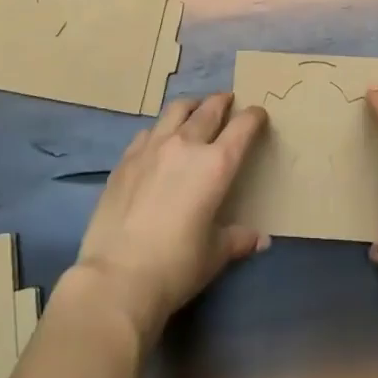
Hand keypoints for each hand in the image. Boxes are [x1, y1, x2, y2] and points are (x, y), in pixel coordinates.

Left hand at [69, 93, 267, 346]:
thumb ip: (238, 239)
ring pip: (176, 110)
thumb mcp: (214, 255)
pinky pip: (149, 131)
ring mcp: (152, 147)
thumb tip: (260, 240)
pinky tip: (159, 141)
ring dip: (191, 106)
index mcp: (216, 164)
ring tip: (194, 110)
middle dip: (222, 102)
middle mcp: (186, 145)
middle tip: (228, 101)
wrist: (117, 277)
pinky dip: (161, 130)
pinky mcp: (126, 158)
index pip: (242, 127)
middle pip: (209, 109)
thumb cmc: (176, 266)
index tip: (259, 114)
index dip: (254, 117)